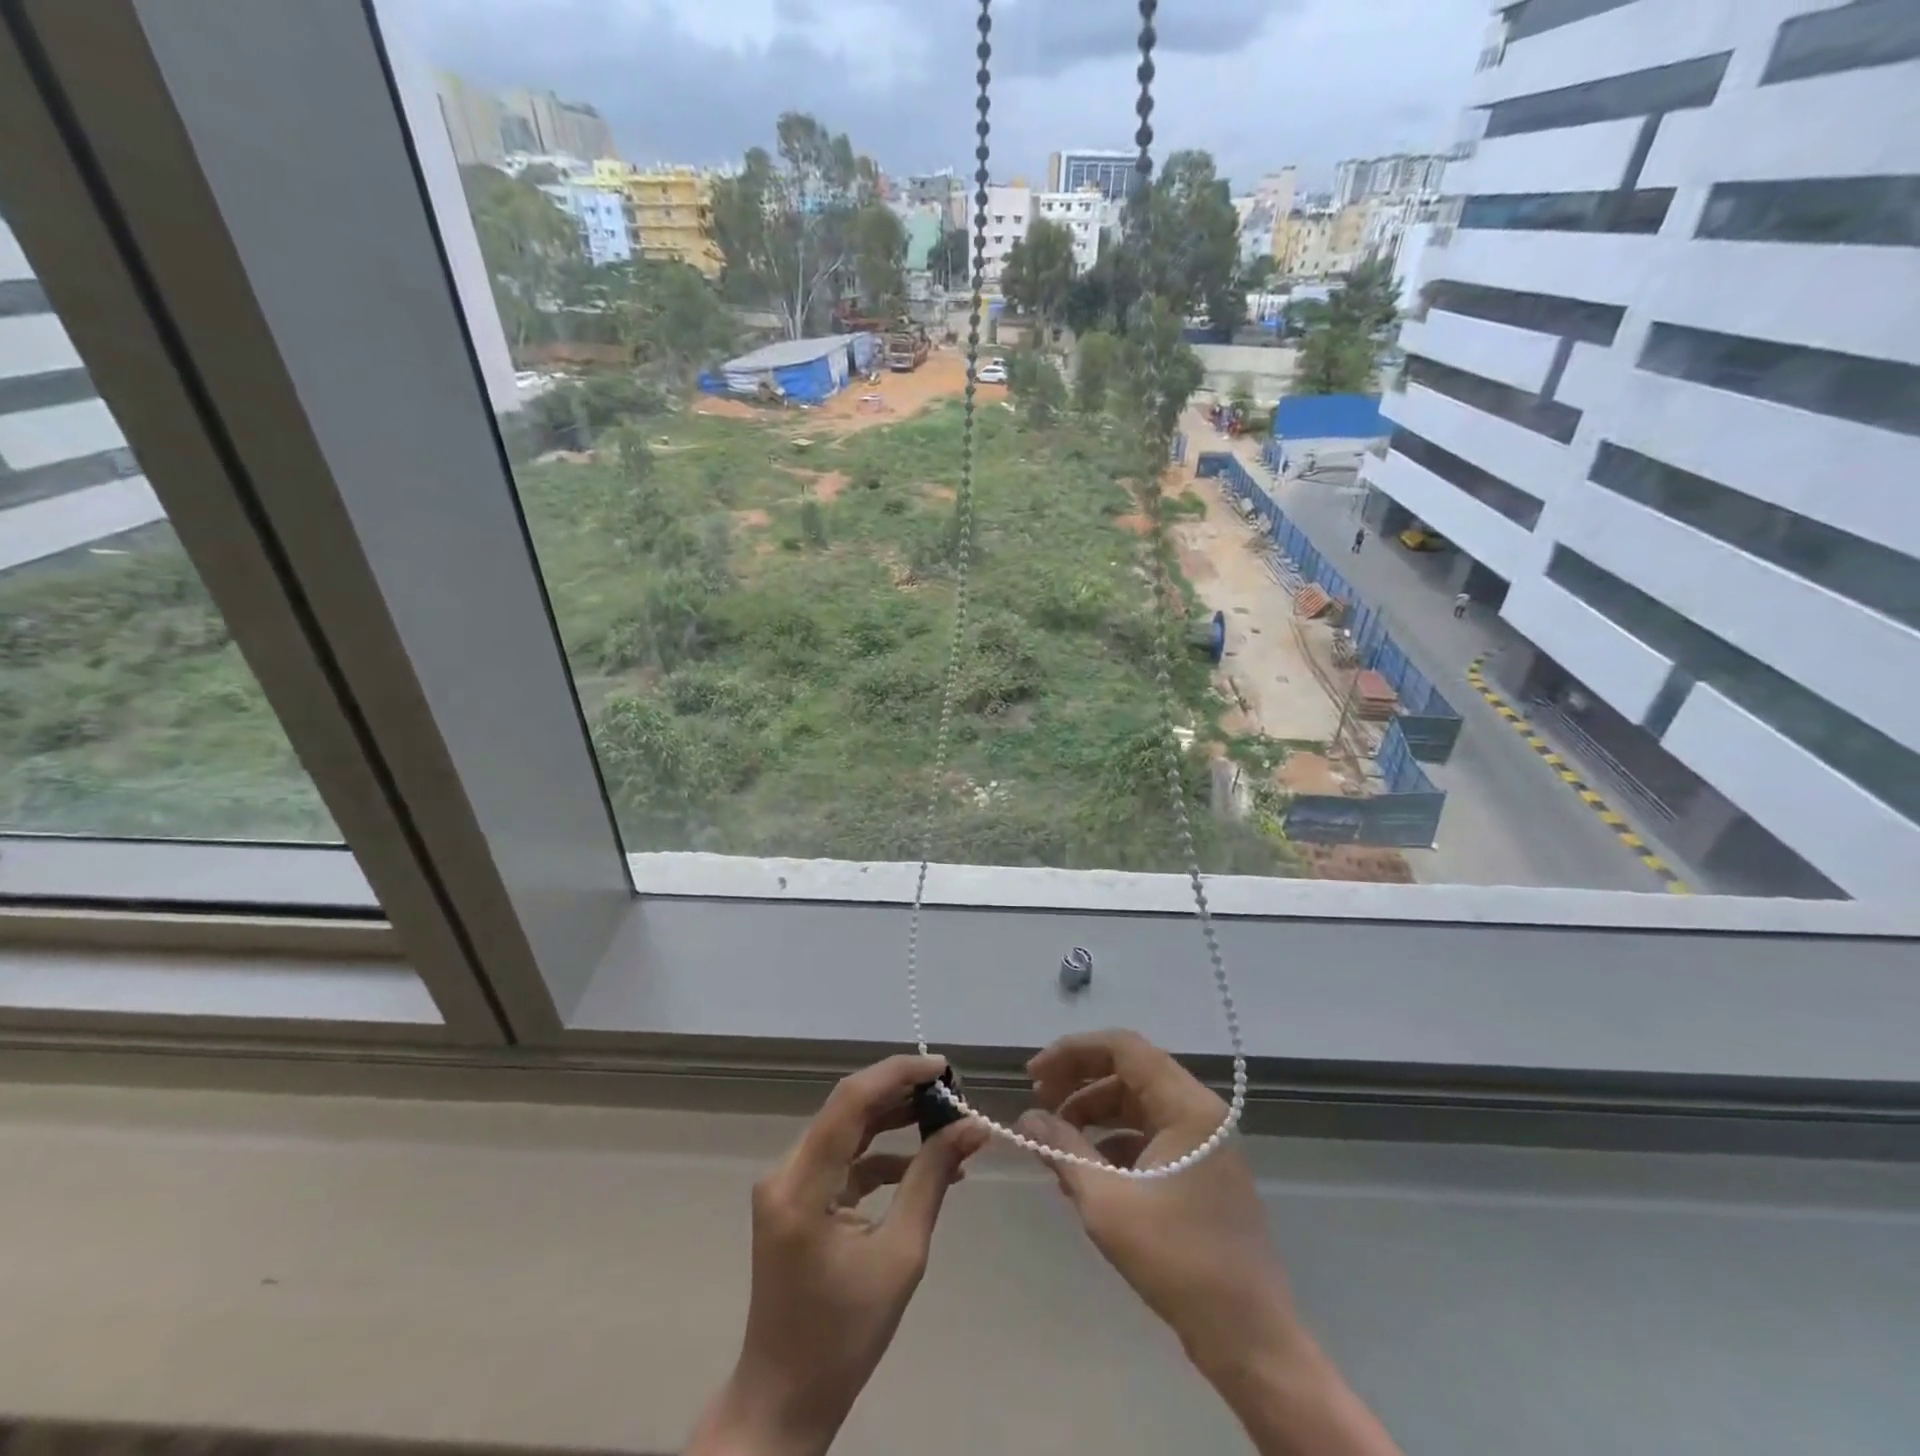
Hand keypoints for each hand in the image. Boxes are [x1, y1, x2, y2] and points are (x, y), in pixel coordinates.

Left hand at [688, 1054, 987, 1455]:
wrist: (785, 1398)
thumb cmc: (844, 1336)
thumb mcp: (901, 1254)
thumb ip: (932, 1179)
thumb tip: (972, 1127)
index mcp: (801, 1184)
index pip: (851, 1100)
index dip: (898, 1073)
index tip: (945, 1068)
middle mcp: (786, 1170)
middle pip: (848, 1108)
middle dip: (902, 1093)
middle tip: (953, 1093)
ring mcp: (788, 1183)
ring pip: (848, 1129)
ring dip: (895, 1120)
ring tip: (947, 1119)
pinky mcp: (798, 1198)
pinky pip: (844, 1159)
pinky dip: (882, 1155)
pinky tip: (924, 1162)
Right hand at [1015, 1029, 1299, 1375]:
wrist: (1250, 1340)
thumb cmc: (1179, 1261)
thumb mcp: (1107, 1203)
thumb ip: (1063, 1150)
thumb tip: (1026, 1118)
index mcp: (1187, 1106)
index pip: (1123, 1048)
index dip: (1072, 1053)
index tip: (1034, 1075)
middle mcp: (1199, 1112)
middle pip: (1129, 1072)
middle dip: (1079, 1083)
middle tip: (1039, 1103)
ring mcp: (1203, 1142)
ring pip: (1137, 1105)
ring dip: (1093, 1115)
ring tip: (1055, 1141)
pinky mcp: (1201, 1171)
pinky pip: (1149, 1136)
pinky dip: (1114, 1144)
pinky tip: (1085, 1172)